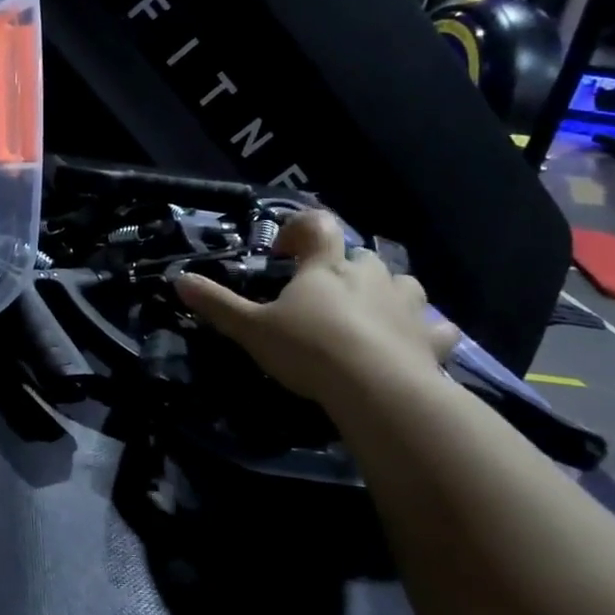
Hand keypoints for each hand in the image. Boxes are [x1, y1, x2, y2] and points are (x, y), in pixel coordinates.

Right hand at [174, 210, 457, 405]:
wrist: (377, 389)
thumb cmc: (309, 349)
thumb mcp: (251, 328)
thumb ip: (217, 303)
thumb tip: (178, 279)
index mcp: (327, 266)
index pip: (317, 225)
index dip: (300, 230)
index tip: (283, 255)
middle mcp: (370, 275)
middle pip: (359, 256)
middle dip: (340, 269)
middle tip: (318, 296)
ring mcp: (407, 305)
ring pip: (402, 283)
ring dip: (385, 292)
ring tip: (366, 315)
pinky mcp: (432, 338)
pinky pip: (437, 326)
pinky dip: (426, 330)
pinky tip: (415, 342)